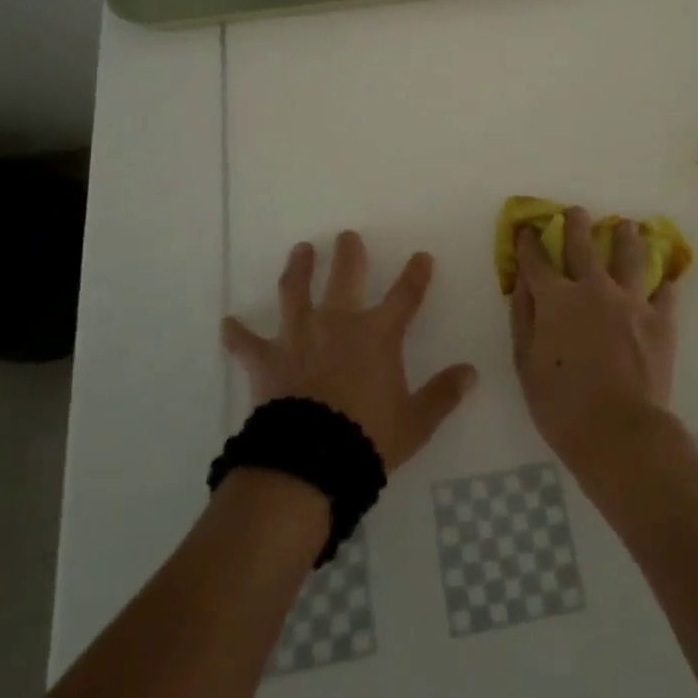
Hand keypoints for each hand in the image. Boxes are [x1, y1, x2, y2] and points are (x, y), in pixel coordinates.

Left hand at [222, 232, 477, 472]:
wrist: (311, 461)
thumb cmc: (369, 438)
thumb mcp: (416, 422)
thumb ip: (443, 394)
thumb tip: (471, 372)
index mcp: (378, 335)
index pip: (405, 295)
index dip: (416, 275)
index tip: (421, 256)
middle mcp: (339, 323)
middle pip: (346, 276)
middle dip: (349, 254)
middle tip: (347, 236)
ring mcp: (299, 337)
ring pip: (296, 291)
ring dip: (298, 269)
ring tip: (300, 250)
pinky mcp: (268, 360)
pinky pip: (246, 343)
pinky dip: (237, 333)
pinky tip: (227, 322)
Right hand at [509, 206, 682, 475]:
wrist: (620, 431)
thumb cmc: (561, 404)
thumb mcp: (526, 364)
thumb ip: (523, 318)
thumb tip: (524, 284)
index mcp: (556, 299)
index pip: (537, 261)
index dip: (529, 243)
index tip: (527, 230)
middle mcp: (594, 289)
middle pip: (584, 245)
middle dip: (576, 224)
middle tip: (576, 212)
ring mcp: (631, 302)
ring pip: (630, 257)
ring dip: (626, 237)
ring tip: (627, 226)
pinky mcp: (661, 321)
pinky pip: (665, 293)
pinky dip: (664, 283)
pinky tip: (665, 278)